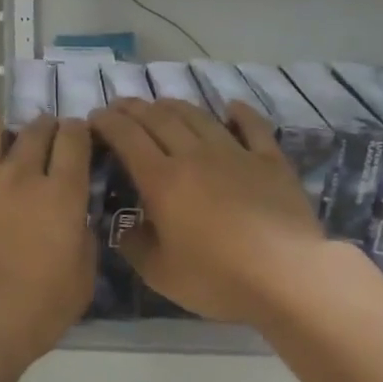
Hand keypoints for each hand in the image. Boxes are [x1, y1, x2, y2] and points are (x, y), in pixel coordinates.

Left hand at [0, 102, 93, 381]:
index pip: (75, 138)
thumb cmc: (31, 315)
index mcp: (61, 195)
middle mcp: (19, 173)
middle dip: (43, 130)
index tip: (74, 139)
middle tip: (37, 148)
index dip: (78, 132)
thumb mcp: (81, 282)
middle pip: (35, 126)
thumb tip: (75, 214)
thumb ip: (83, 237)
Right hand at [89, 98, 324, 324]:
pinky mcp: (271, 161)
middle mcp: (194, 156)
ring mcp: (236, 154)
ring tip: (161, 104)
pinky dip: (240, 113)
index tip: (95, 117)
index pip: (127, 138)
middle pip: (159, 119)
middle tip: (120, 105)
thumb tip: (125, 227)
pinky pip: (253, 127)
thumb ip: (135, 245)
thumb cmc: (217, 278)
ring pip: (199, 117)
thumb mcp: (160, 273)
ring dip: (175, 105)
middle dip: (134, 108)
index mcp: (162, 180)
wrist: (287, 275)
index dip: (108, 123)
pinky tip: (231, 106)